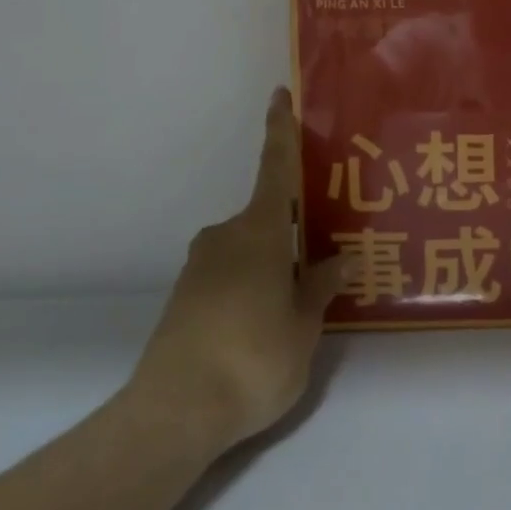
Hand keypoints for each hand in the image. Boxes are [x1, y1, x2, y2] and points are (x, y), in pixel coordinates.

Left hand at [129, 88, 351, 443]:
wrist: (171, 415)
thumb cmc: (251, 359)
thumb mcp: (302, 327)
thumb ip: (319, 288)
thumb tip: (339, 259)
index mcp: (260, 231)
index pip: (275, 167)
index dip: (279, 129)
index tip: (279, 94)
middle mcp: (226, 237)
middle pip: (268, 218)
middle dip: (294, 232)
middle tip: (323, 257)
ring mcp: (200, 268)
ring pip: (248, 250)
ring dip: (272, 264)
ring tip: (298, 303)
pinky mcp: (184, 298)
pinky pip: (229, 275)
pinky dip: (250, 286)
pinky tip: (263, 325)